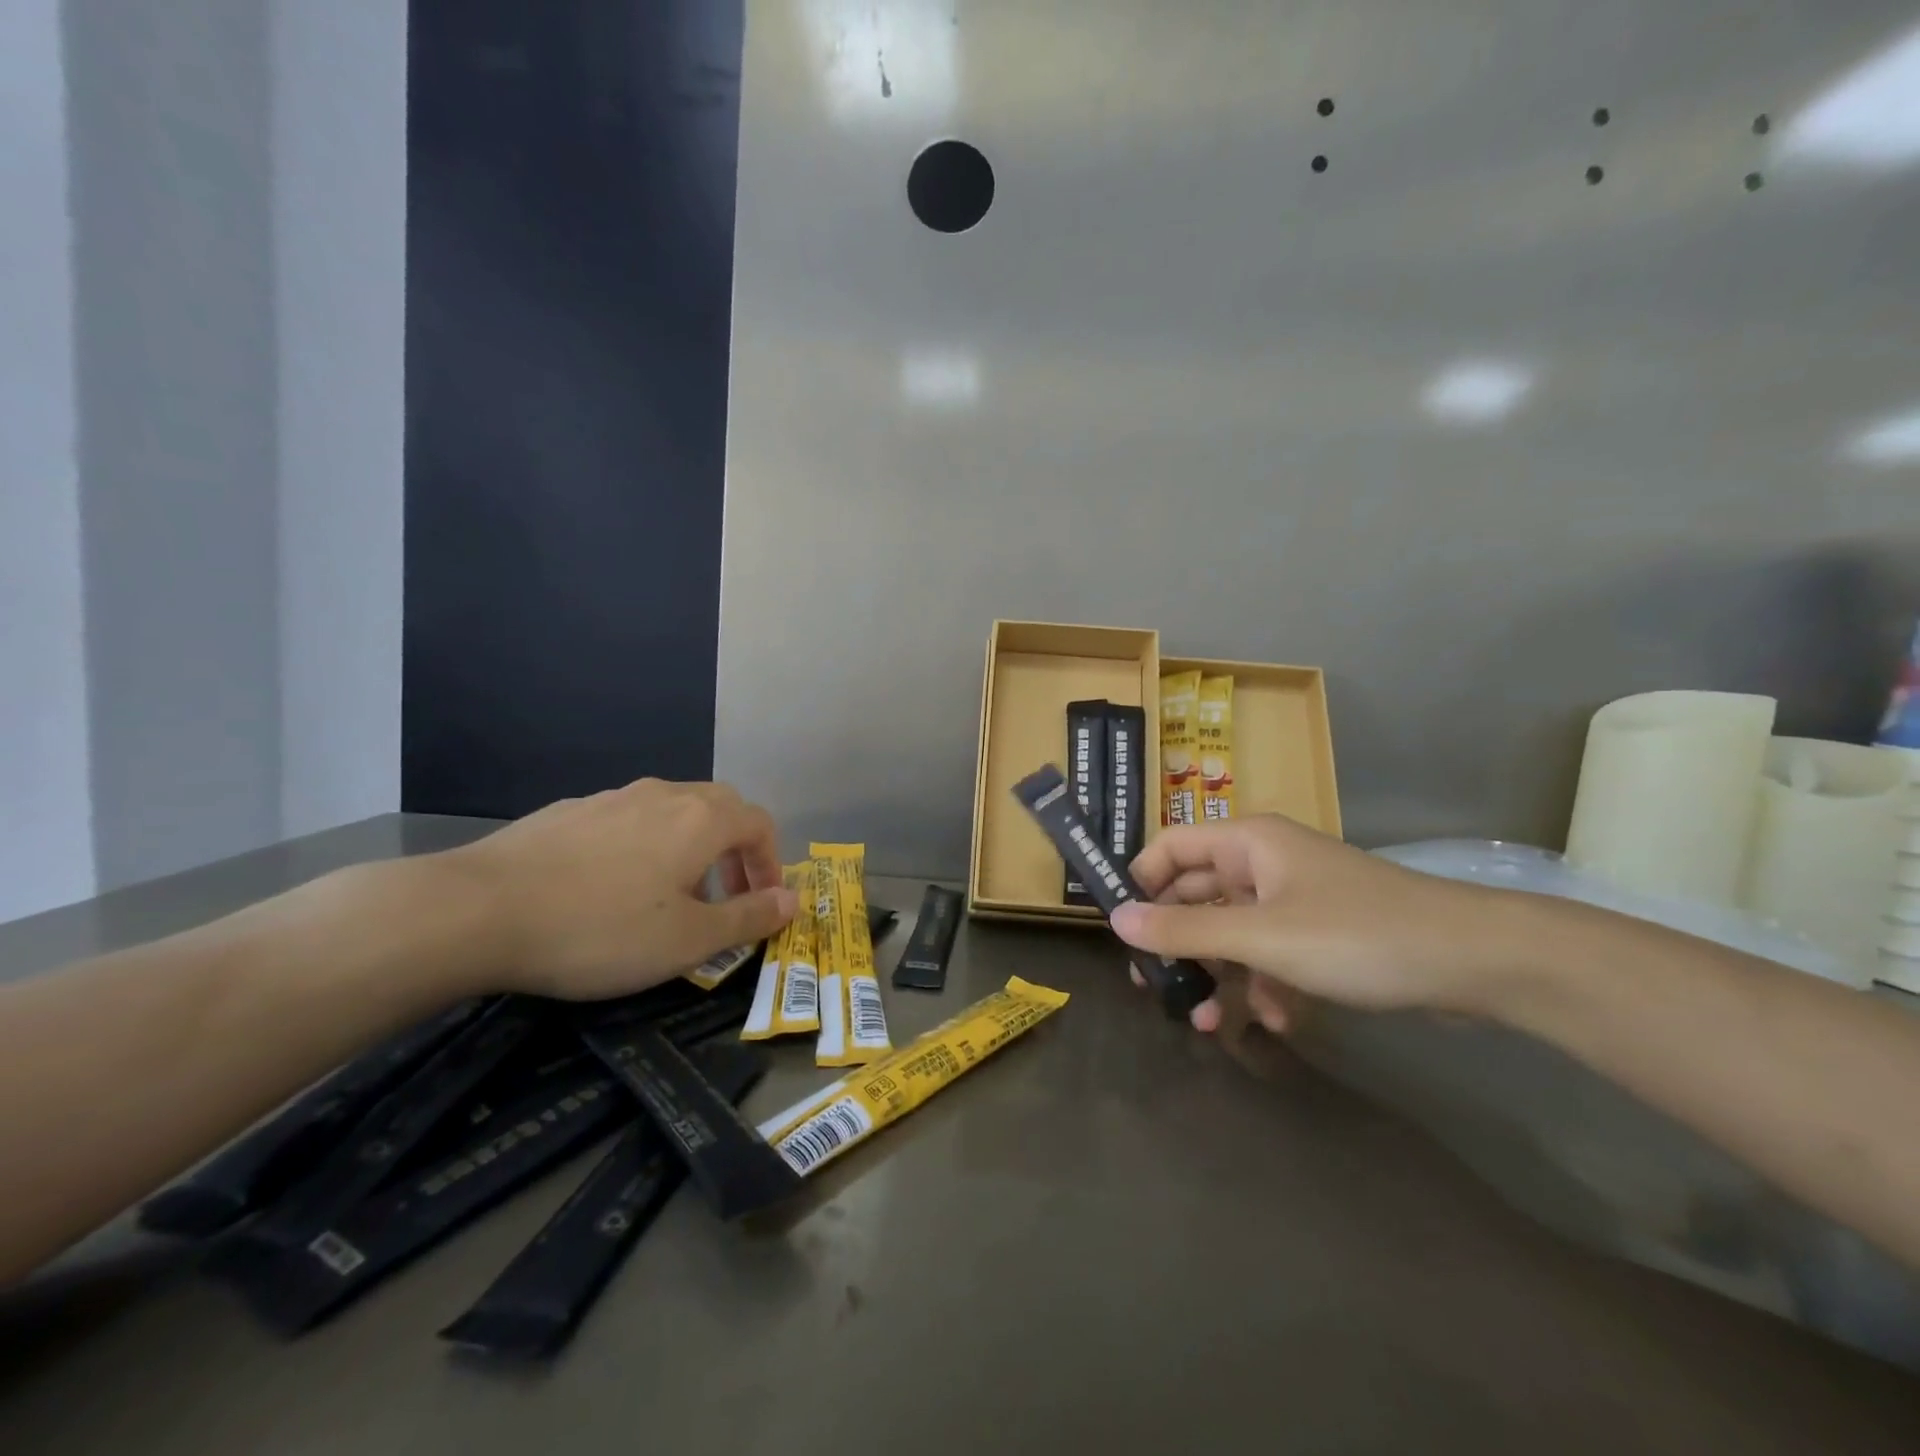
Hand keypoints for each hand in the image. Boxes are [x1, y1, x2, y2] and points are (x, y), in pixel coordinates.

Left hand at [441, 779, 796, 1000]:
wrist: (475, 911)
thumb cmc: (600, 929)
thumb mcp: (687, 941)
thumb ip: (748, 918)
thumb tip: (792, 899)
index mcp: (700, 819)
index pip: (759, 823)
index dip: (771, 862)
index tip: (762, 904)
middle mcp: (663, 795)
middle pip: (720, 808)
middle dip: (734, 851)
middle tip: (723, 898)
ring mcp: (611, 798)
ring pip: (672, 812)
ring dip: (689, 849)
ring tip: (667, 899)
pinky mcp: (568, 812)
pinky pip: (627, 821)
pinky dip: (643, 847)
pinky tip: (608, 889)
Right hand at [1111, 816, 1523, 1032]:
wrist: (1473, 963)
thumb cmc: (1356, 935)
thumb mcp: (1261, 937)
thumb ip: (1185, 932)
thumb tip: (1115, 921)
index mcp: (1246, 843)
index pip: (1169, 848)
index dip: (1140, 884)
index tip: (1121, 932)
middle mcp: (1264, 863)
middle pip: (1197, 895)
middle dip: (1177, 944)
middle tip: (1153, 988)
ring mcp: (1294, 899)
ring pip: (1233, 932)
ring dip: (1219, 975)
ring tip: (1206, 1022)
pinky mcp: (1320, 935)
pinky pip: (1271, 954)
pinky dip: (1264, 984)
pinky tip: (1276, 1020)